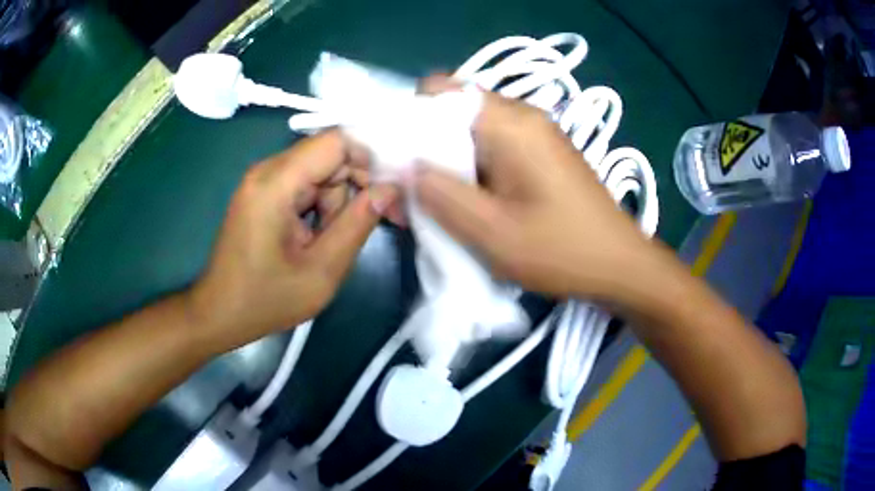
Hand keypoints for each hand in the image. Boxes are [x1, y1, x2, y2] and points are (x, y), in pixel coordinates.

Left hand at [190, 131, 396, 340]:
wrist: (220, 313)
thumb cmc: (266, 300)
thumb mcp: (322, 271)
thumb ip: (358, 224)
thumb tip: (390, 189)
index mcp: (276, 183)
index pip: (337, 141)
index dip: (369, 161)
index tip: (387, 196)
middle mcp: (267, 170)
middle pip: (330, 156)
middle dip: (353, 188)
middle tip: (366, 226)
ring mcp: (262, 179)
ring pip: (320, 172)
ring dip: (334, 203)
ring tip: (326, 244)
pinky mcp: (263, 191)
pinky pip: (304, 184)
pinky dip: (319, 206)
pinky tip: (315, 237)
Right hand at [414, 90, 654, 299]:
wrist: (620, 265)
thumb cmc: (561, 251)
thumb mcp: (490, 231)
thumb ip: (438, 192)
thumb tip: (403, 163)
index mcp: (510, 123)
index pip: (438, 92)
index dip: (408, 119)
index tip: (399, 160)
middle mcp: (522, 115)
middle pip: (452, 110)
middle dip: (424, 145)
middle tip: (414, 191)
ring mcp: (535, 133)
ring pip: (470, 130)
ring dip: (447, 161)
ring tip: (441, 203)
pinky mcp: (541, 152)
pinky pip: (492, 146)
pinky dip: (471, 168)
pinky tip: (471, 202)